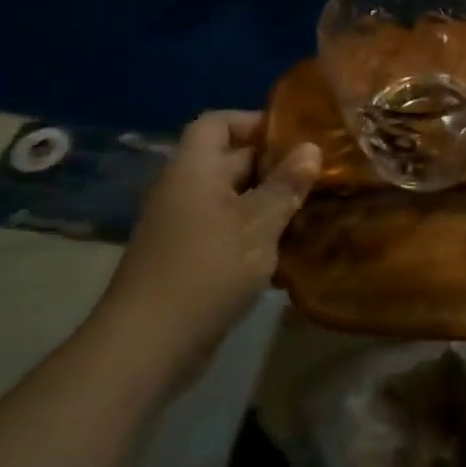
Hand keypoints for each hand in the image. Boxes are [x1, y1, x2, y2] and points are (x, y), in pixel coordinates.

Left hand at [98, 111, 320, 376]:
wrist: (147, 344)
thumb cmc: (207, 270)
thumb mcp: (258, 225)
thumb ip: (286, 185)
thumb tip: (312, 148)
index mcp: (194, 169)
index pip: (218, 123)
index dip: (253, 122)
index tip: (294, 136)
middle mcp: (184, 190)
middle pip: (228, 161)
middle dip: (273, 166)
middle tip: (318, 175)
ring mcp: (182, 226)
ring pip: (232, 200)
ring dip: (268, 203)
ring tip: (311, 210)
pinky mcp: (187, 259)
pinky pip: (225, 231)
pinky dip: (254, 234)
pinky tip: (287, 251)